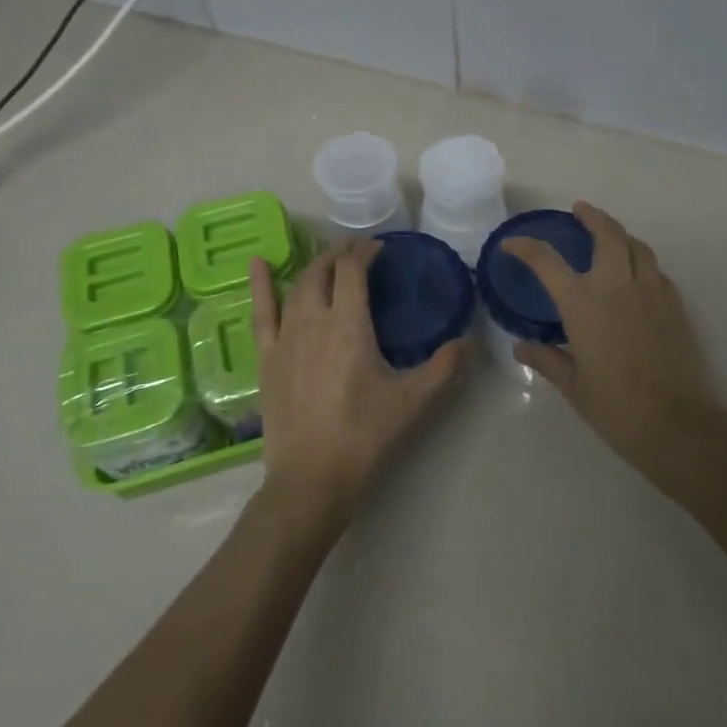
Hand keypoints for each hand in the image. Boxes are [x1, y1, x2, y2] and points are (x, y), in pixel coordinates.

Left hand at [250, 240, 466, 529]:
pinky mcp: (266, 358)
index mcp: (349, 325)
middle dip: (341, 254)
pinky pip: (261, 312)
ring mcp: (284, 338)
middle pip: (323, 271)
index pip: (353, 271)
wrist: (311, 477)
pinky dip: (260, 285)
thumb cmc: (364, 436)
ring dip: (315, 267)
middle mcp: (313, 321)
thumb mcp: (413, 402)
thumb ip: (444, 368)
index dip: (366, 251)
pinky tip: (257, 264)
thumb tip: (468, 342)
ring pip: (297, 286)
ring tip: (329, 260)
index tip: (381, 248)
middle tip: (359, 251)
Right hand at [501, 202, 721, 483]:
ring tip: (609, 237)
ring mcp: (651, 292)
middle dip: (592, 216)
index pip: (547, 261)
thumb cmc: (615, 406)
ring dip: (620, 235)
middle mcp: (617, 286)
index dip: (526, 247)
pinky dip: (641, 262)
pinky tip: (635, 275)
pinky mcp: (675, 305)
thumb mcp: (573, 384)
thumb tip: (522, 347)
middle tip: (579, 211)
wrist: (676, 422)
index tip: (512, 243)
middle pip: (607, 233)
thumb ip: (547, 359)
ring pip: (637, 246)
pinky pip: (656, 270)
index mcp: (583, 303)